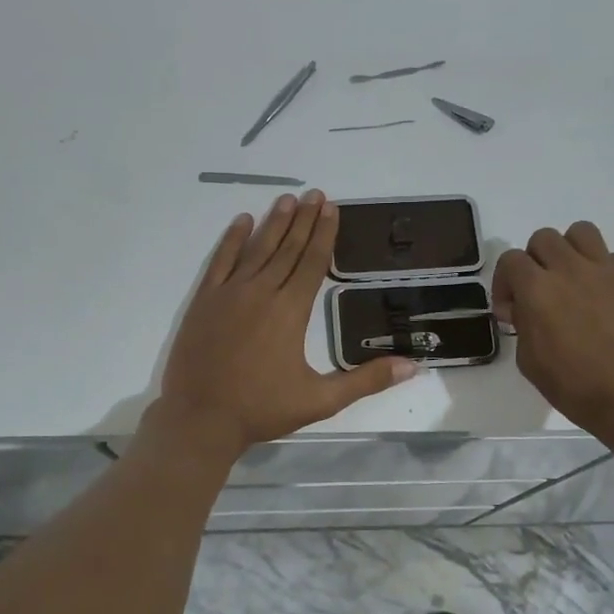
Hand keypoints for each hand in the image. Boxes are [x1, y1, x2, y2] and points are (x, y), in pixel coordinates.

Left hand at [156, 192, 416, 454]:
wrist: (200, 419)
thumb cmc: (262, 409)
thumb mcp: (321, 400)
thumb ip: (366, 381)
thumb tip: (413, 367)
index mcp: (290, 311)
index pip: (312, 262)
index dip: (324, 234)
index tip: (331, 208)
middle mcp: (261, 292)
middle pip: (287, 248)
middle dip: (303, 220)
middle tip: (315, 194)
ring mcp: (229, 294)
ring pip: (256, 249)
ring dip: (274, 223)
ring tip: (287, 198)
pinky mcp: (204, 301)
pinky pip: (220, 261)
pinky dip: (232, 240)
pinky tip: (242, 221)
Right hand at [492, 222, 613, 460]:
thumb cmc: (576, 387)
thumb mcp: (530, 362)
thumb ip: (523, 325)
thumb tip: (525, 309)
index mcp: (538, 289)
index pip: (510, 260)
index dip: (505, 282)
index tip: (512, 310)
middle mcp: (570, 269)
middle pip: (543, 238)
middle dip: (534, 262)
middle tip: (539, 292)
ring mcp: (606, 270)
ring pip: (580, 232)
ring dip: (568, 251)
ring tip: (571, 279)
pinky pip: (612, 257)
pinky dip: (600, 270)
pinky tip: (602, 298)